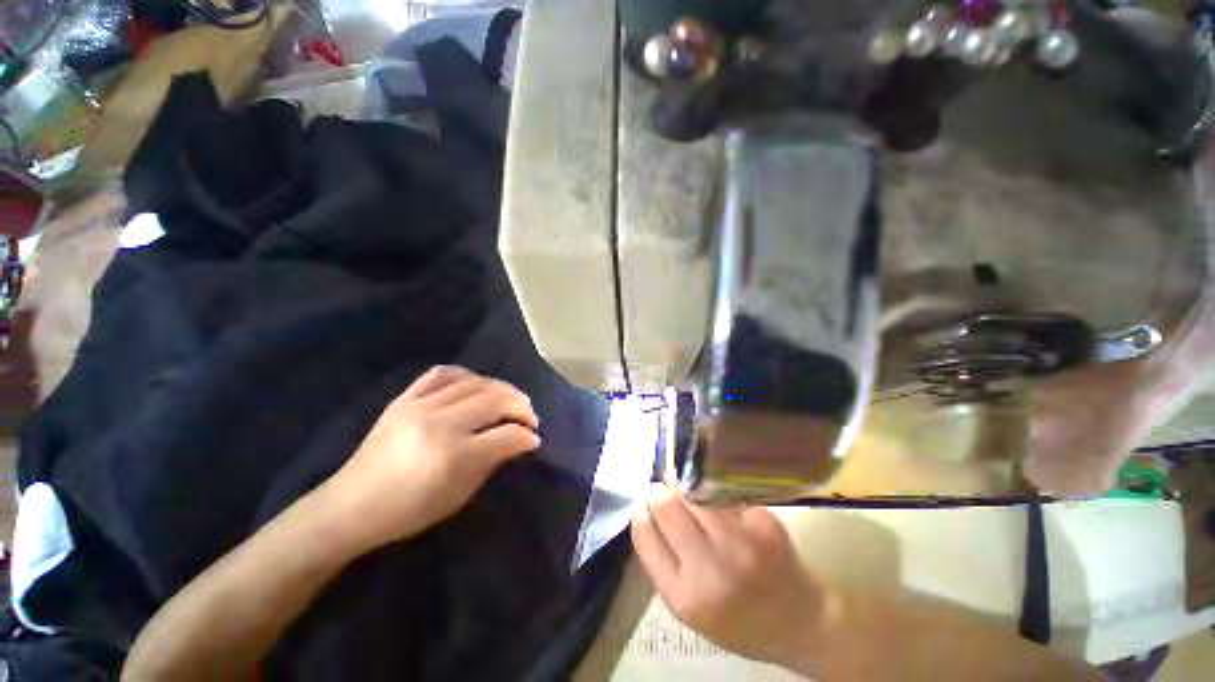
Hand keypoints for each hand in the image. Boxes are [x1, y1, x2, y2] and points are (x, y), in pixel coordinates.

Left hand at [321, 366, 540, 550]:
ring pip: (475, 382)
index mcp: (452, 455)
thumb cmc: (408, 511)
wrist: (350, 506)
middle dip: (521, 406)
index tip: (535, 438)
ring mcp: (419, 406)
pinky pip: (442, 373)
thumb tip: (520, 440)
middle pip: (495, 400)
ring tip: (510, 399)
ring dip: (501, 389)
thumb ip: (492, 461)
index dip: (526, 436)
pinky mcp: (404, 398)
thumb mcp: (459, 495)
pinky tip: (477, 385)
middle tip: (530, 417)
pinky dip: (467, 375)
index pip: (505, 434)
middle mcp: (439, 423)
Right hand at [630, 486, 826, 668]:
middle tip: (665, 492)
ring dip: (685, 487)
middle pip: (666, 505)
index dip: (640, 510)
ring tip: (689, 492)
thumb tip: (645, 507)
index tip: (645, 502)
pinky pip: (722, 491)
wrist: (801, 622)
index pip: (645, 533)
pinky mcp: (764, 522)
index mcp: (685, 597)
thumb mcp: (689, 608)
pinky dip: (715, 492)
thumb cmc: (737, 619)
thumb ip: (663, 561)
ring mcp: (742, 543)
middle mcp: (712, 570)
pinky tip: (720, 501)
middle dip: (660, 492)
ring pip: (693, 491)